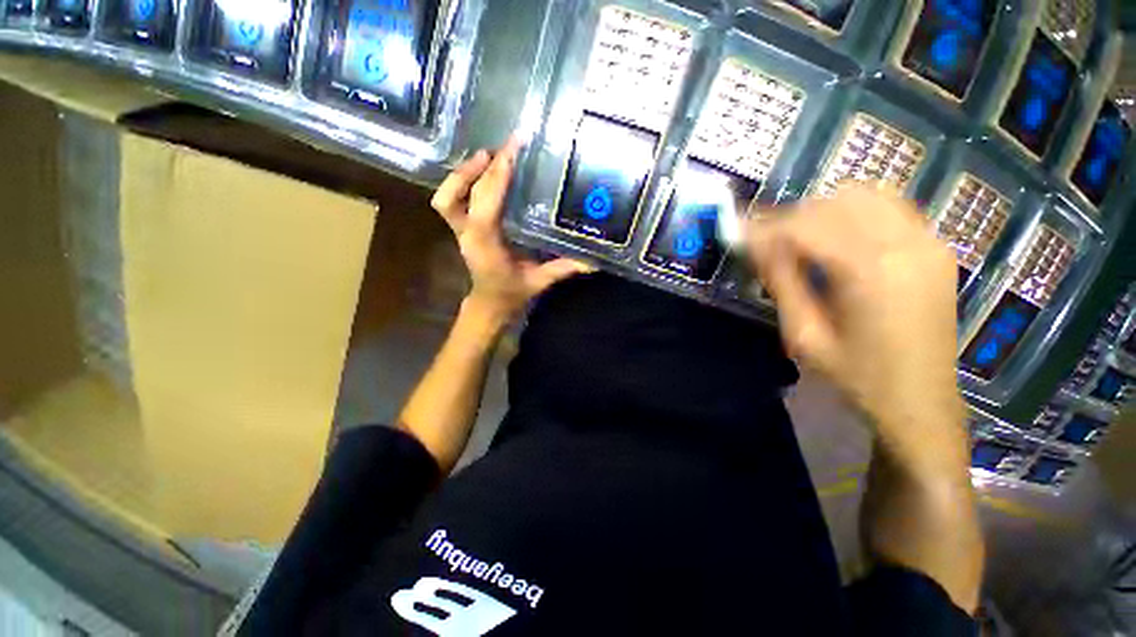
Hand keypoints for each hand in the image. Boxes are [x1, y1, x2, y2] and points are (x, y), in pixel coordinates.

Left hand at [431, 136, 594, 323]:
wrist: (490, 303)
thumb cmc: (512, 293)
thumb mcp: (539, 281)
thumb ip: (563, 268)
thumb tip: (592, 260)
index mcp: (486, 244)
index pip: (485, 204)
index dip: (496, 177)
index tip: (512, 152)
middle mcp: (469, 234)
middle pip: (464, 194)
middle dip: (482, 167)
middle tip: (506, 148)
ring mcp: (461, 231)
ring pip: (447, 196)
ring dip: (464, 172)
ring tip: (489, 155)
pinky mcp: (462, 229)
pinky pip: (451, 201)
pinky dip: (462, 182)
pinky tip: (483, 173)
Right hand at [747, 185, 964, 456]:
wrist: (921, 402)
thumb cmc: (857, 376)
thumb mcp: (804, 335)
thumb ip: (781, 282)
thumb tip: (757, 245)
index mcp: (871, 272)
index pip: (806, 226)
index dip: (766, 227)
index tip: (738, 233)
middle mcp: (906, 244)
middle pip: (835, 201)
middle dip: (792, 217)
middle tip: (766, 243)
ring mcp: (928, 241)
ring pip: (865, 194)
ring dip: (823, 210)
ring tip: (800, 239)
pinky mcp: (937, 247)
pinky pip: (890, 206)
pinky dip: (855, 212)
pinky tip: (838, 239)